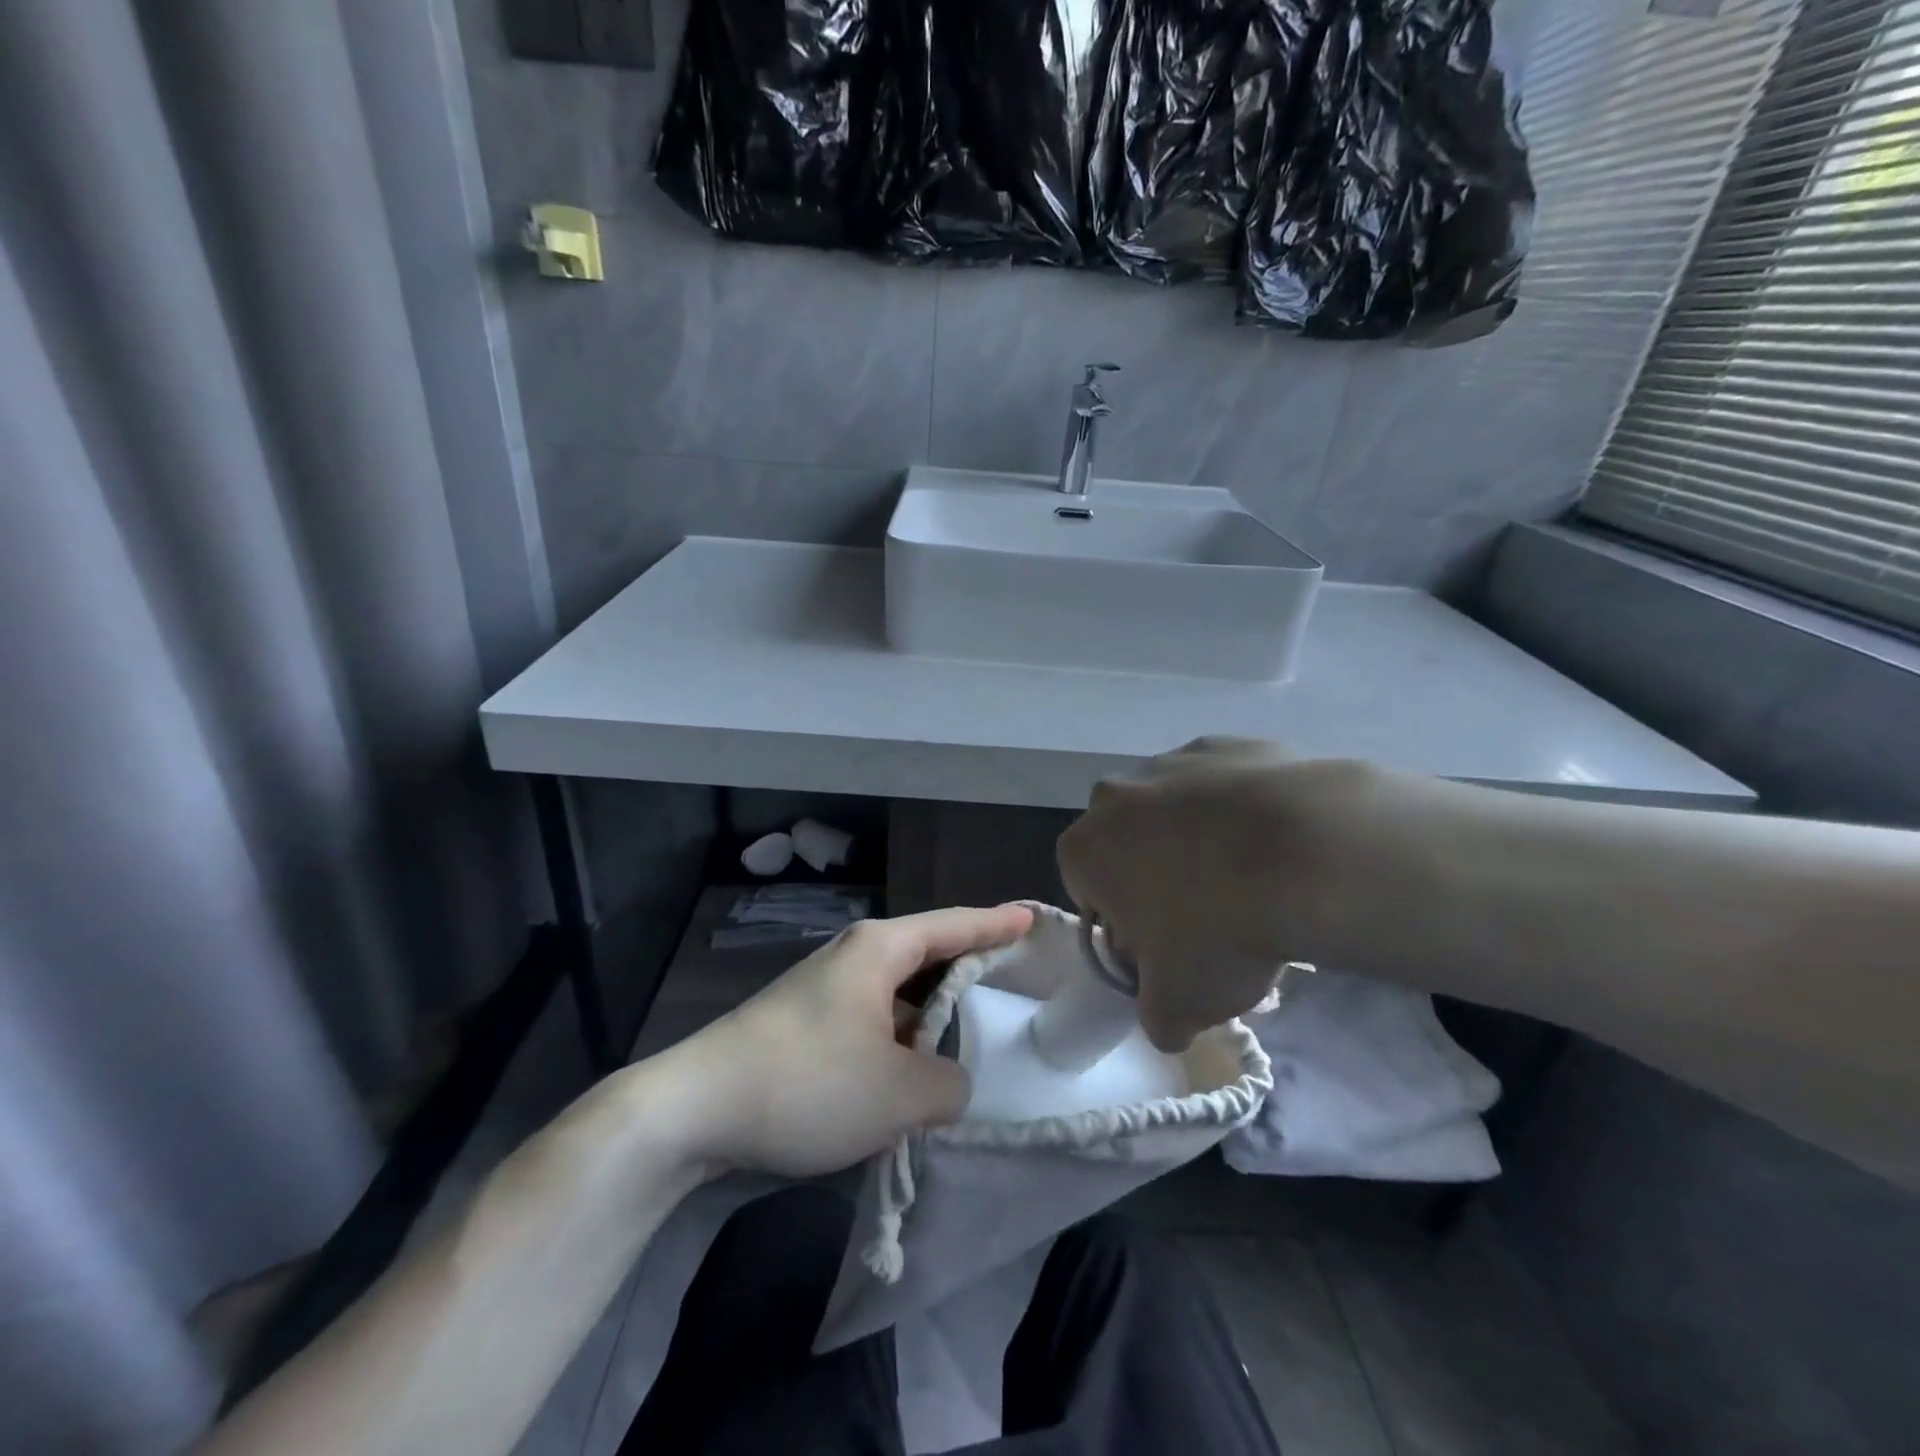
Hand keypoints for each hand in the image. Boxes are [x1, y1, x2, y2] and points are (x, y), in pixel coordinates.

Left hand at [674, 904, 1033, 1177]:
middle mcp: (855, 955)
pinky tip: (913, 1068)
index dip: (998, 924)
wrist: (694, 1108)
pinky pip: (875, 1016)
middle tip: (1016, 977)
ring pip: (900, 990)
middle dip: (972, 966)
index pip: (955, 925)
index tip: (1033, 917)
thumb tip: (949, 1081)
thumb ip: (948, 1085)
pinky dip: (903, 1035)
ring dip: (934, 1012)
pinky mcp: (808, 1021)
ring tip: (973, 1033)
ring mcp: (827, 987)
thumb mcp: (898, 1095)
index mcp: (880, 949)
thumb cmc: (807, 1083)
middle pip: (929, 952)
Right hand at [1057, 737, 1351, 1051]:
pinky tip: (1281, 842)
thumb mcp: (1178, 1005)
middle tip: (1209, 916)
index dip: (1122, 923)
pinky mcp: (1231, 744)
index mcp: (1087, 847)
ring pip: (1176, 809)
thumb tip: (1166, 1022)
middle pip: (1129, 843)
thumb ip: (1156, 1018)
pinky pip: (1225, 785)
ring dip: (1199, 840)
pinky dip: (1242, 810)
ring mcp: (1175, 761)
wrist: (1310, 855)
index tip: (1162, 946)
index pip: (1087, 889)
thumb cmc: (1220, 930)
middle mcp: (1116, 794)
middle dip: (1156, 876)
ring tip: (1255, 879)